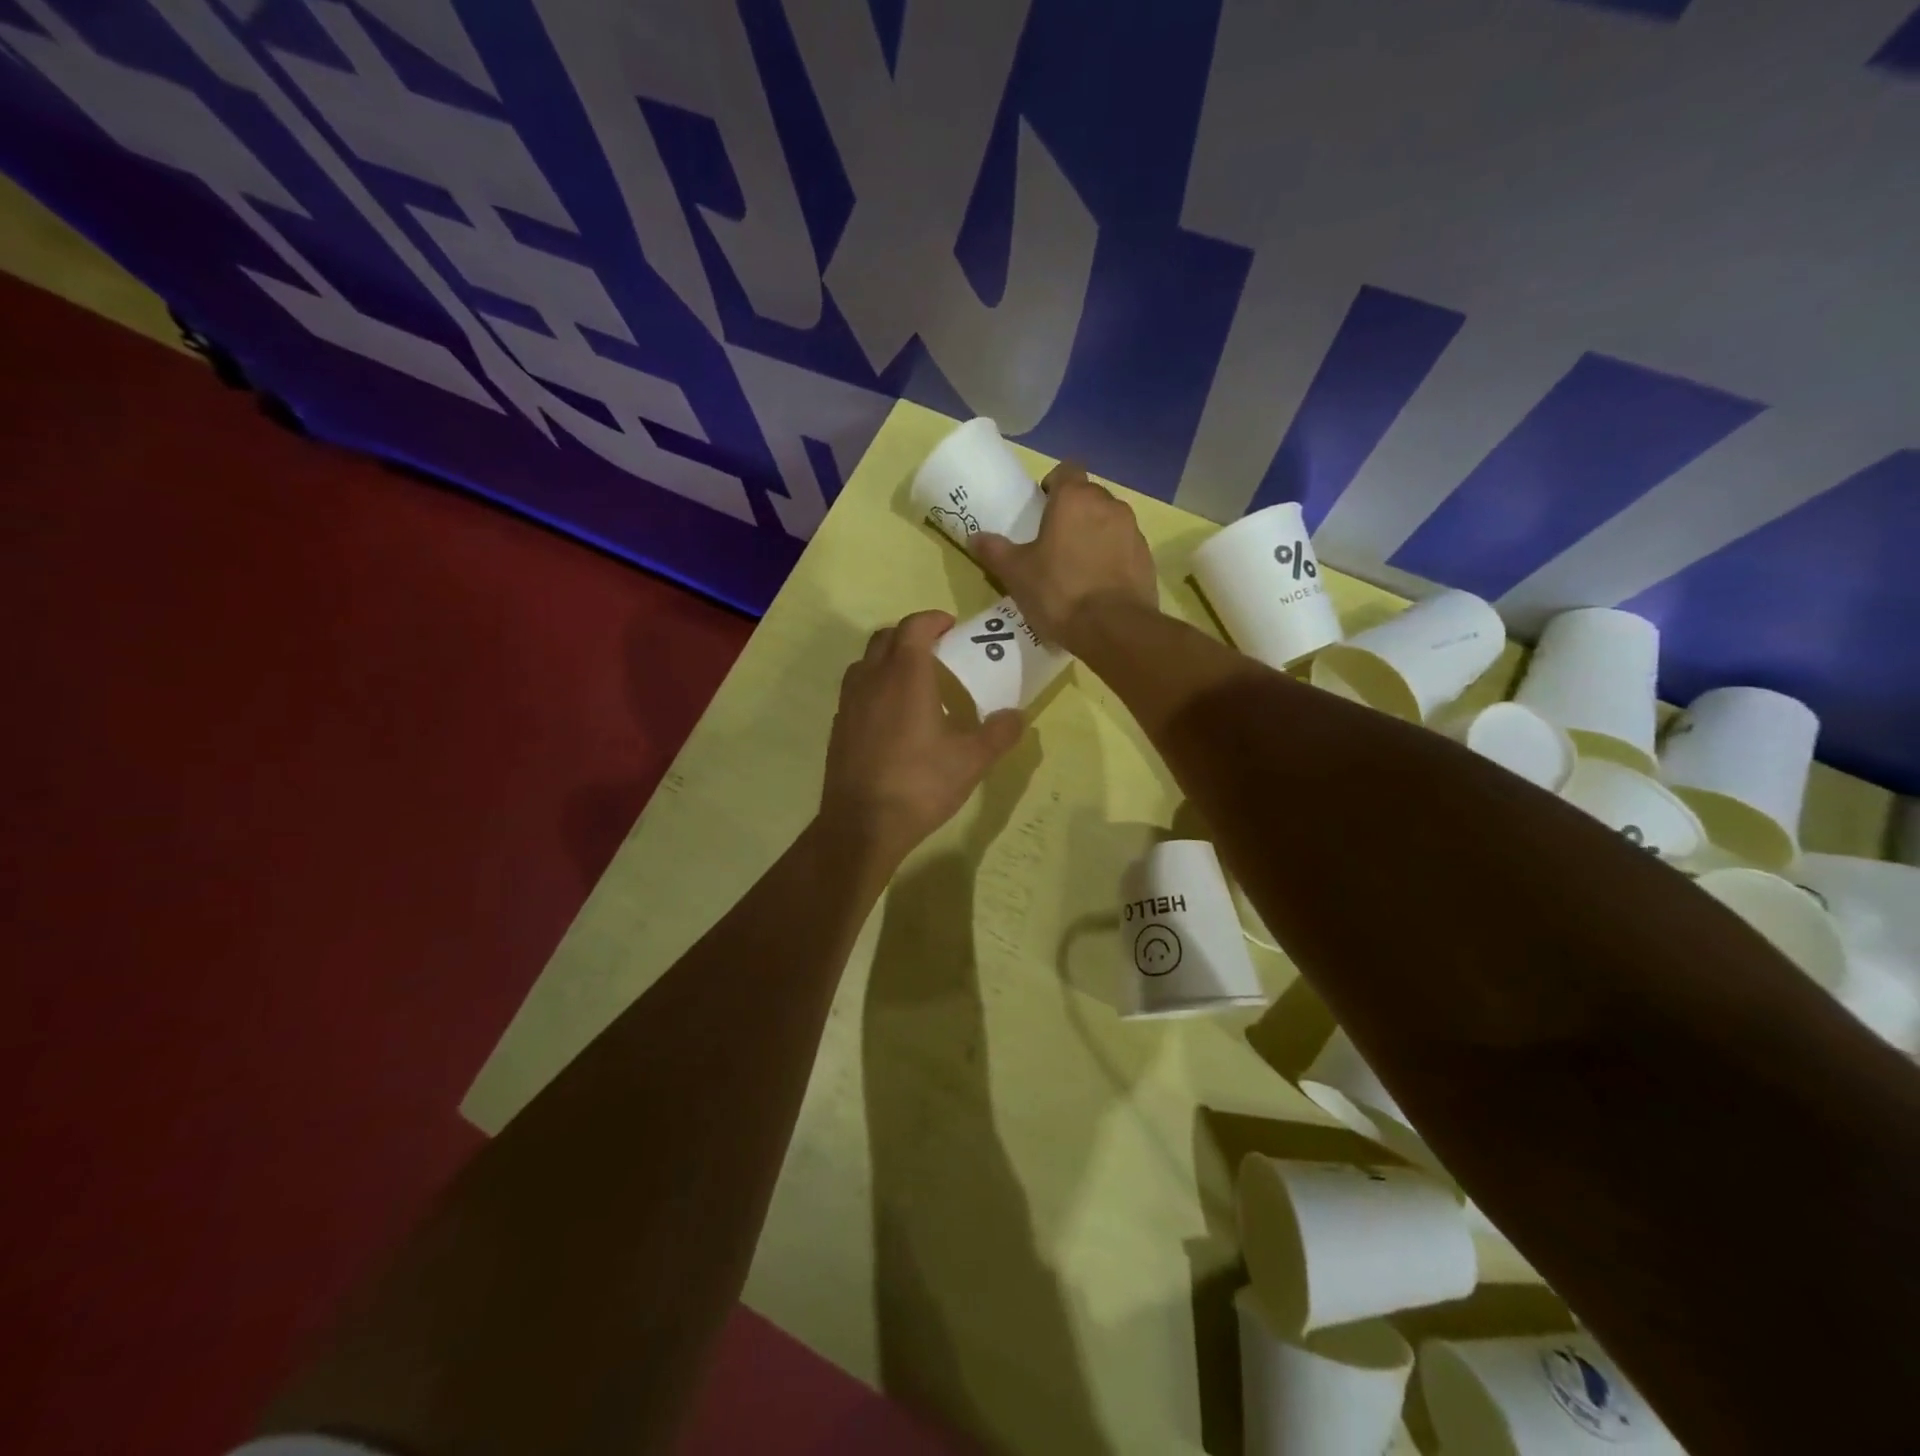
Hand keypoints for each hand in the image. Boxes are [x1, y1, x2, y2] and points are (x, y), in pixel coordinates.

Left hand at [820, 611, 1024, 867]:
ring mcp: (849, 704)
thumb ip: (998, 733)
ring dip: (888, 659)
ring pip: (865, 663)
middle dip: (910, 635)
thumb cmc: (920, 785)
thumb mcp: (971, 761)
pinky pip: (856, 691)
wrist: (862, 825)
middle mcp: (872, 680)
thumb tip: (1017, 716)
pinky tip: (892, 716)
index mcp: (905, 676)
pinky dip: (874, 687)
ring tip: (913, 680)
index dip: (933, 620)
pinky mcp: (838, 728)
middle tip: (937, 651)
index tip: (952, 627)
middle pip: (885, 638)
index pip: (914, 627)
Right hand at [970, 462, 1157, 648]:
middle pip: (1089, 497)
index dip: (1053, 485)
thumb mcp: (1016, 573)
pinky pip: (1124, 548)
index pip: (1066, 471)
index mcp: (1075, 499)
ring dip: (1094, 535)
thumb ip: (995, 551)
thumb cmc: (1059, 592)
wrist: (1113, 628)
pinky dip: (1112, 558)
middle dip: (1073, 512)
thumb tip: (975, 538)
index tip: (1042, 508)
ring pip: (1109, 522)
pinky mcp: (1146, 558)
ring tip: (1077, 566)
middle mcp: (1109, 505)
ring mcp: (1133, 531)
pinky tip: (1098, 586)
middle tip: (1054, 541)